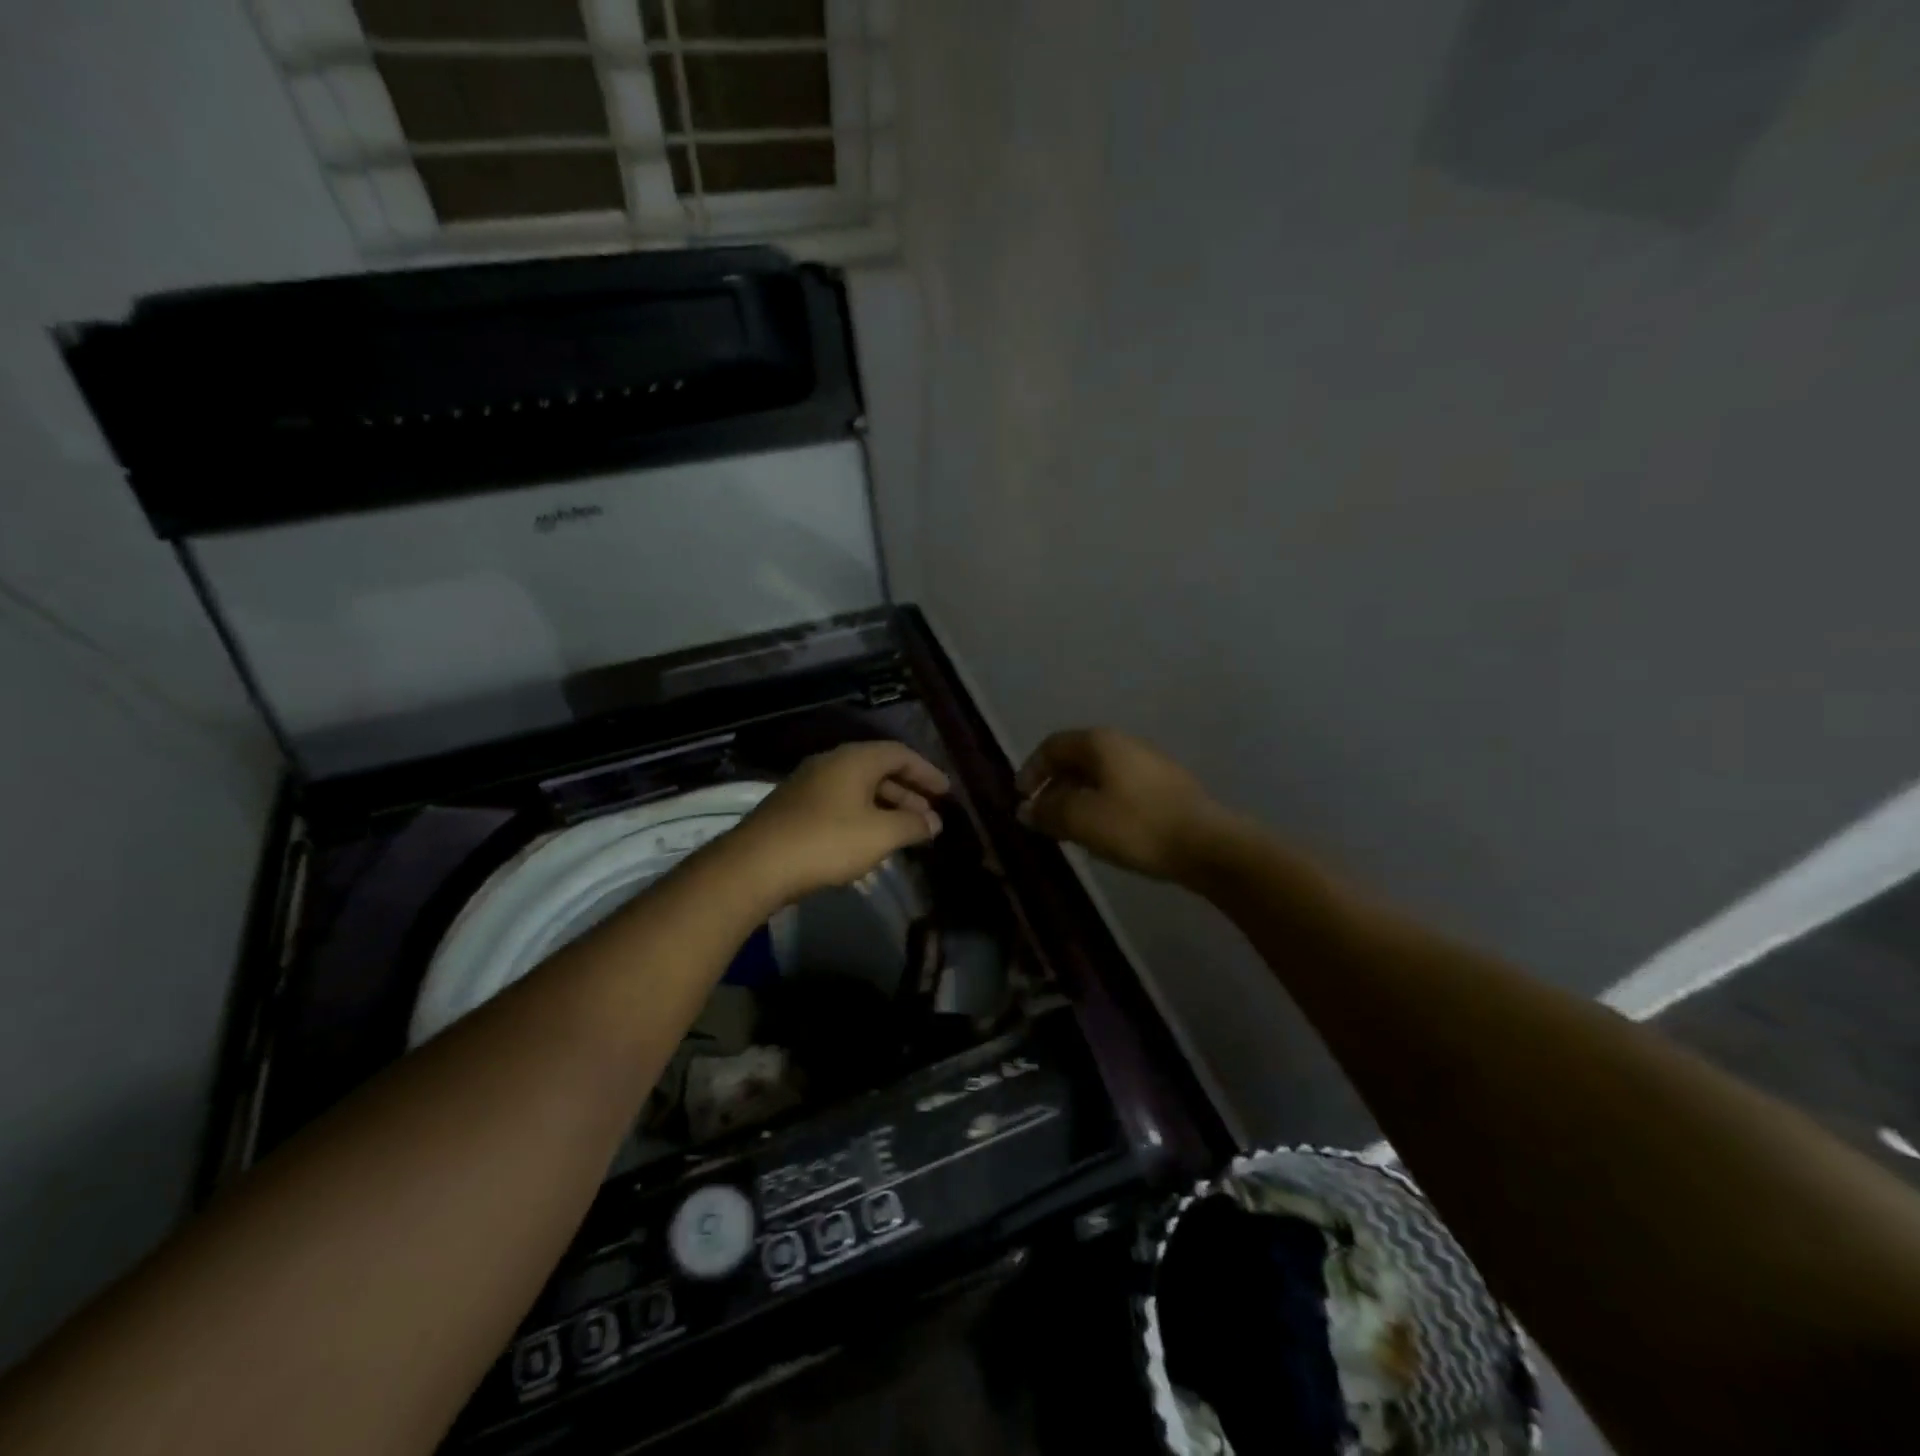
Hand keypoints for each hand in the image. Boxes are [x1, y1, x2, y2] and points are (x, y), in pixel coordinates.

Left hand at [728, 741, 949, 905]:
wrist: (756, 864)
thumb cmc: (827, 841)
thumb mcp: (880, 834)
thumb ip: (912, 825)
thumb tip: (933, 822)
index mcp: (855, 759)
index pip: (900, 753)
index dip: (926, 772)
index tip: (946, 793)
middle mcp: (831, 762)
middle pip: (879, 769)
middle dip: (908, 792)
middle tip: (929, 816)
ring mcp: (809, 784)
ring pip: (858, 787)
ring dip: (885, 805)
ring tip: (905, 831)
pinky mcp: (794, 807)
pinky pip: (840, 802)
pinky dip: (863, 814)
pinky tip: (869, 839)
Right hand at [1016, 728, 1232, 883]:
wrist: (1207, 845)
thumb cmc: (1136, 826)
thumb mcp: (1081, 820)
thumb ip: (1048, 811)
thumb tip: (1025, 809)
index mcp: (1100, 743)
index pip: (1052, 746)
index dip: (1031, 770)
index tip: (1021, 799)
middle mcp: (1124, 744)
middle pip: (1077, 759)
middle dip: (1054, 786)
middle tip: (1042, 817)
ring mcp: (1149, 764)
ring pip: (1100, 776)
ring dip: (1077, 798)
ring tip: (1069, 829)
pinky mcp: (1166, 787)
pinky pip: (1120, 789)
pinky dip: (1101, 805)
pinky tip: (1103, 832)